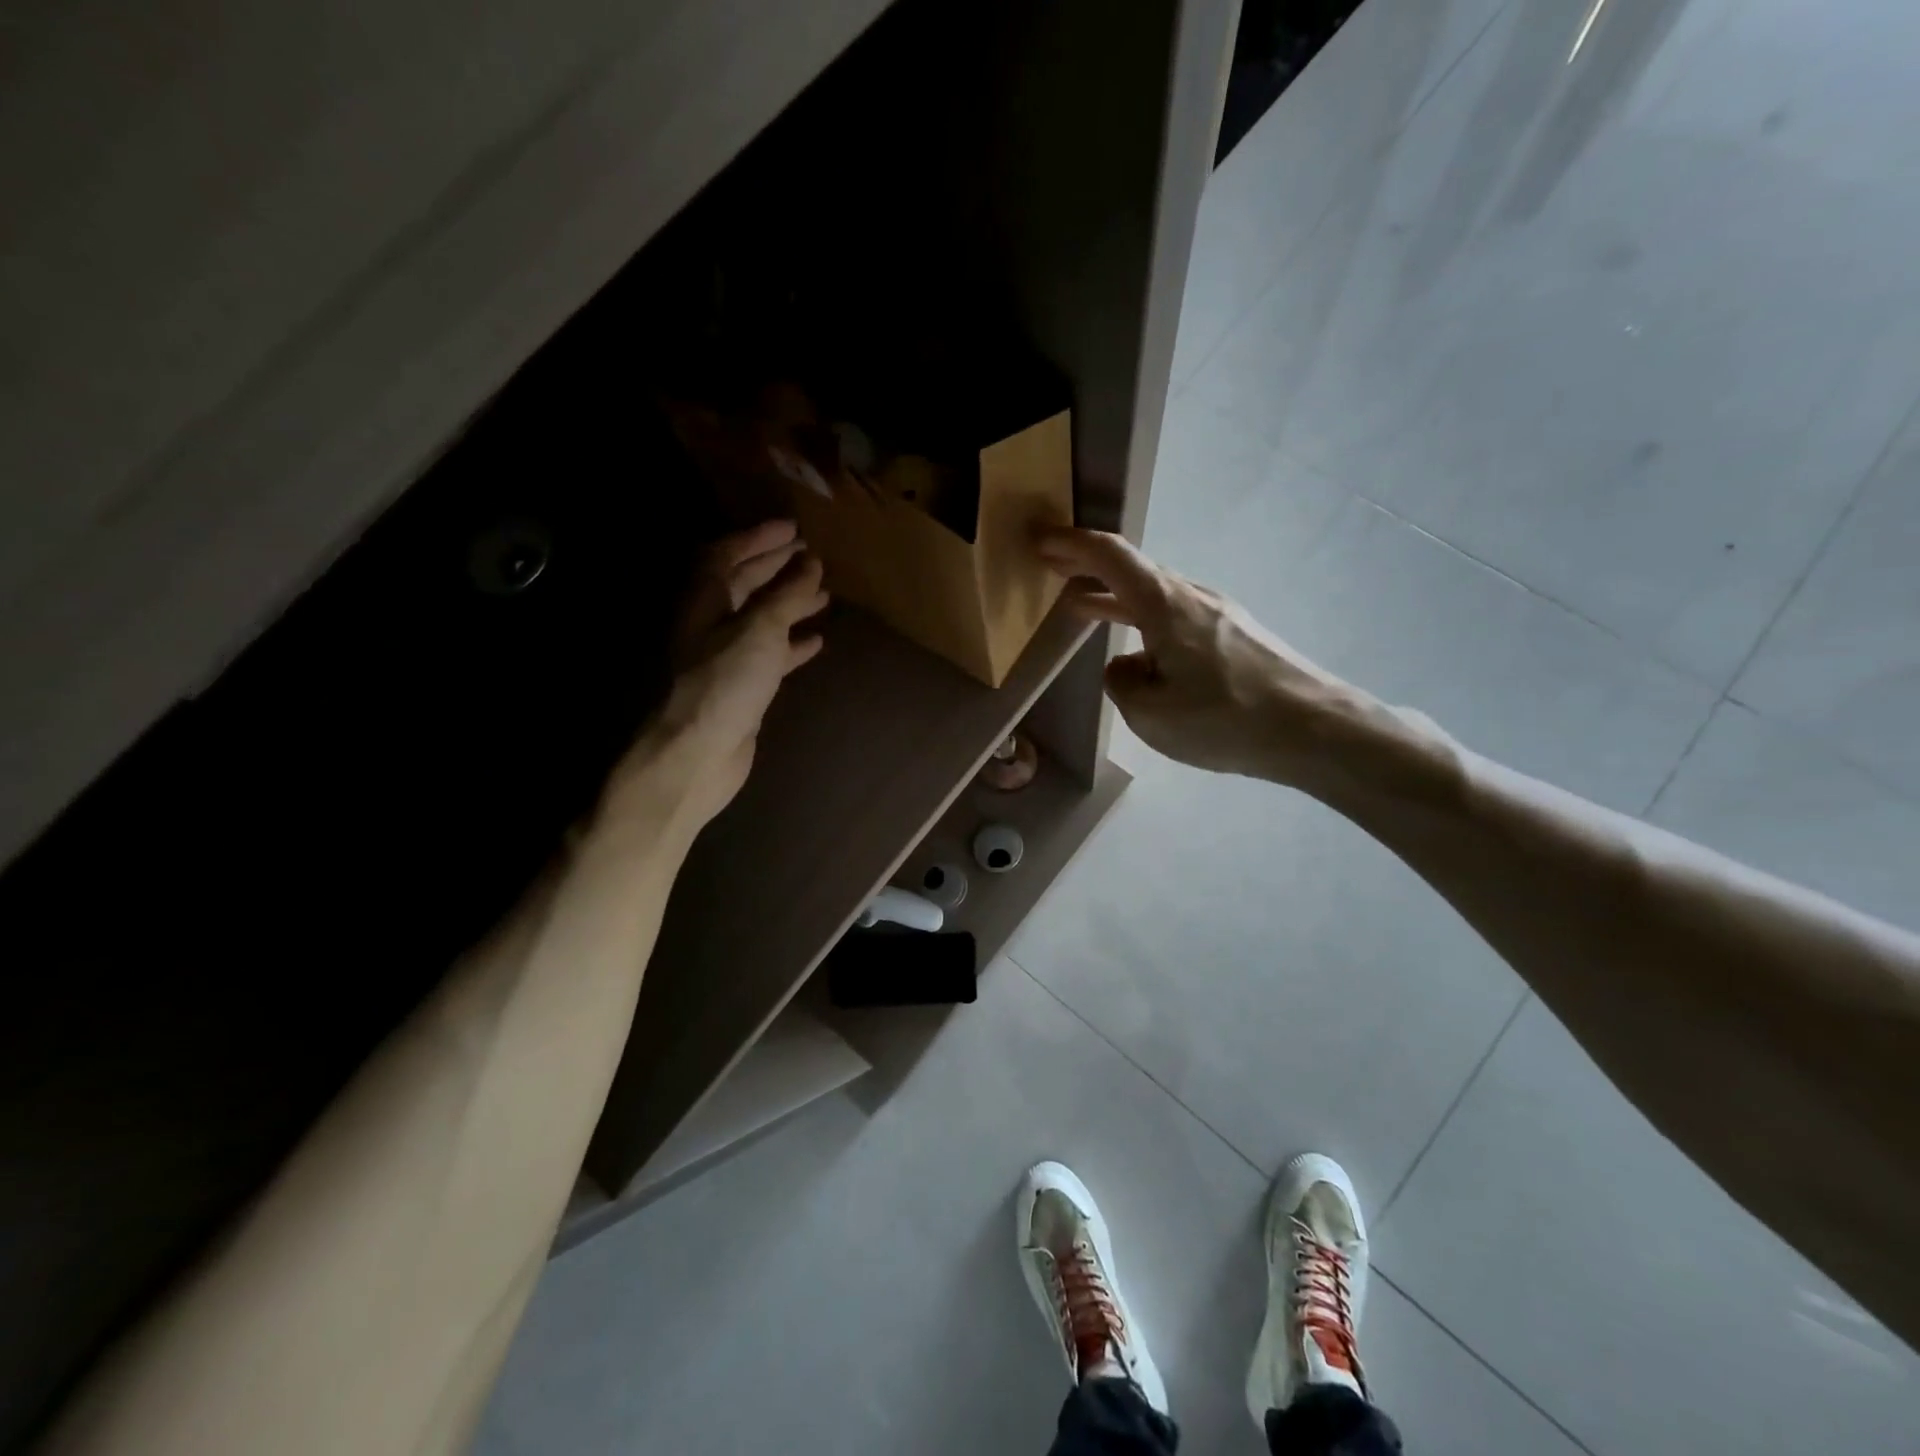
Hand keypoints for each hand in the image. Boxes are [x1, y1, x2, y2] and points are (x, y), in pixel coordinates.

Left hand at [603, 520, 827, 834]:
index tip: (795, 529)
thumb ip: (787, 596)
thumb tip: (811, 563)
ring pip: (762, 619)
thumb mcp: (759, 630)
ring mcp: (727, 656)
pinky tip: (816, 640)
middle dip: (776, 568)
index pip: (728, 556)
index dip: (759, 539)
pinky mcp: (743, 686)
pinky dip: (792, 644)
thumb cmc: (725, 683)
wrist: (700, 753)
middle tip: (812, 554)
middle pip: (745, 585)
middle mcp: (712, 623)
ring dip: (790, 603)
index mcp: (706, 601)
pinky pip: (771, 654)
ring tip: (823, 593)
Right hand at [1036, 527, 1441, 797]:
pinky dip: (1146, 618)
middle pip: (1134, 570)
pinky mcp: (1238, 634)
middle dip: (1090, 568)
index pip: (1110, 556)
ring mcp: (1220, 613)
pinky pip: (1178, 615)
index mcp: (1164, 605)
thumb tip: (1128, 665)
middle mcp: (1192, 596)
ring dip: (1117, 597)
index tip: (1042, 542)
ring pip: (1156, 594)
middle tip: (1053, 569)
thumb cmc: (1224, 718)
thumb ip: (1122, 683)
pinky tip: (1142, 649)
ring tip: (1085, 607)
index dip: (1073, 545)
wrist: (1316, 729)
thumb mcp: (1149, 712)